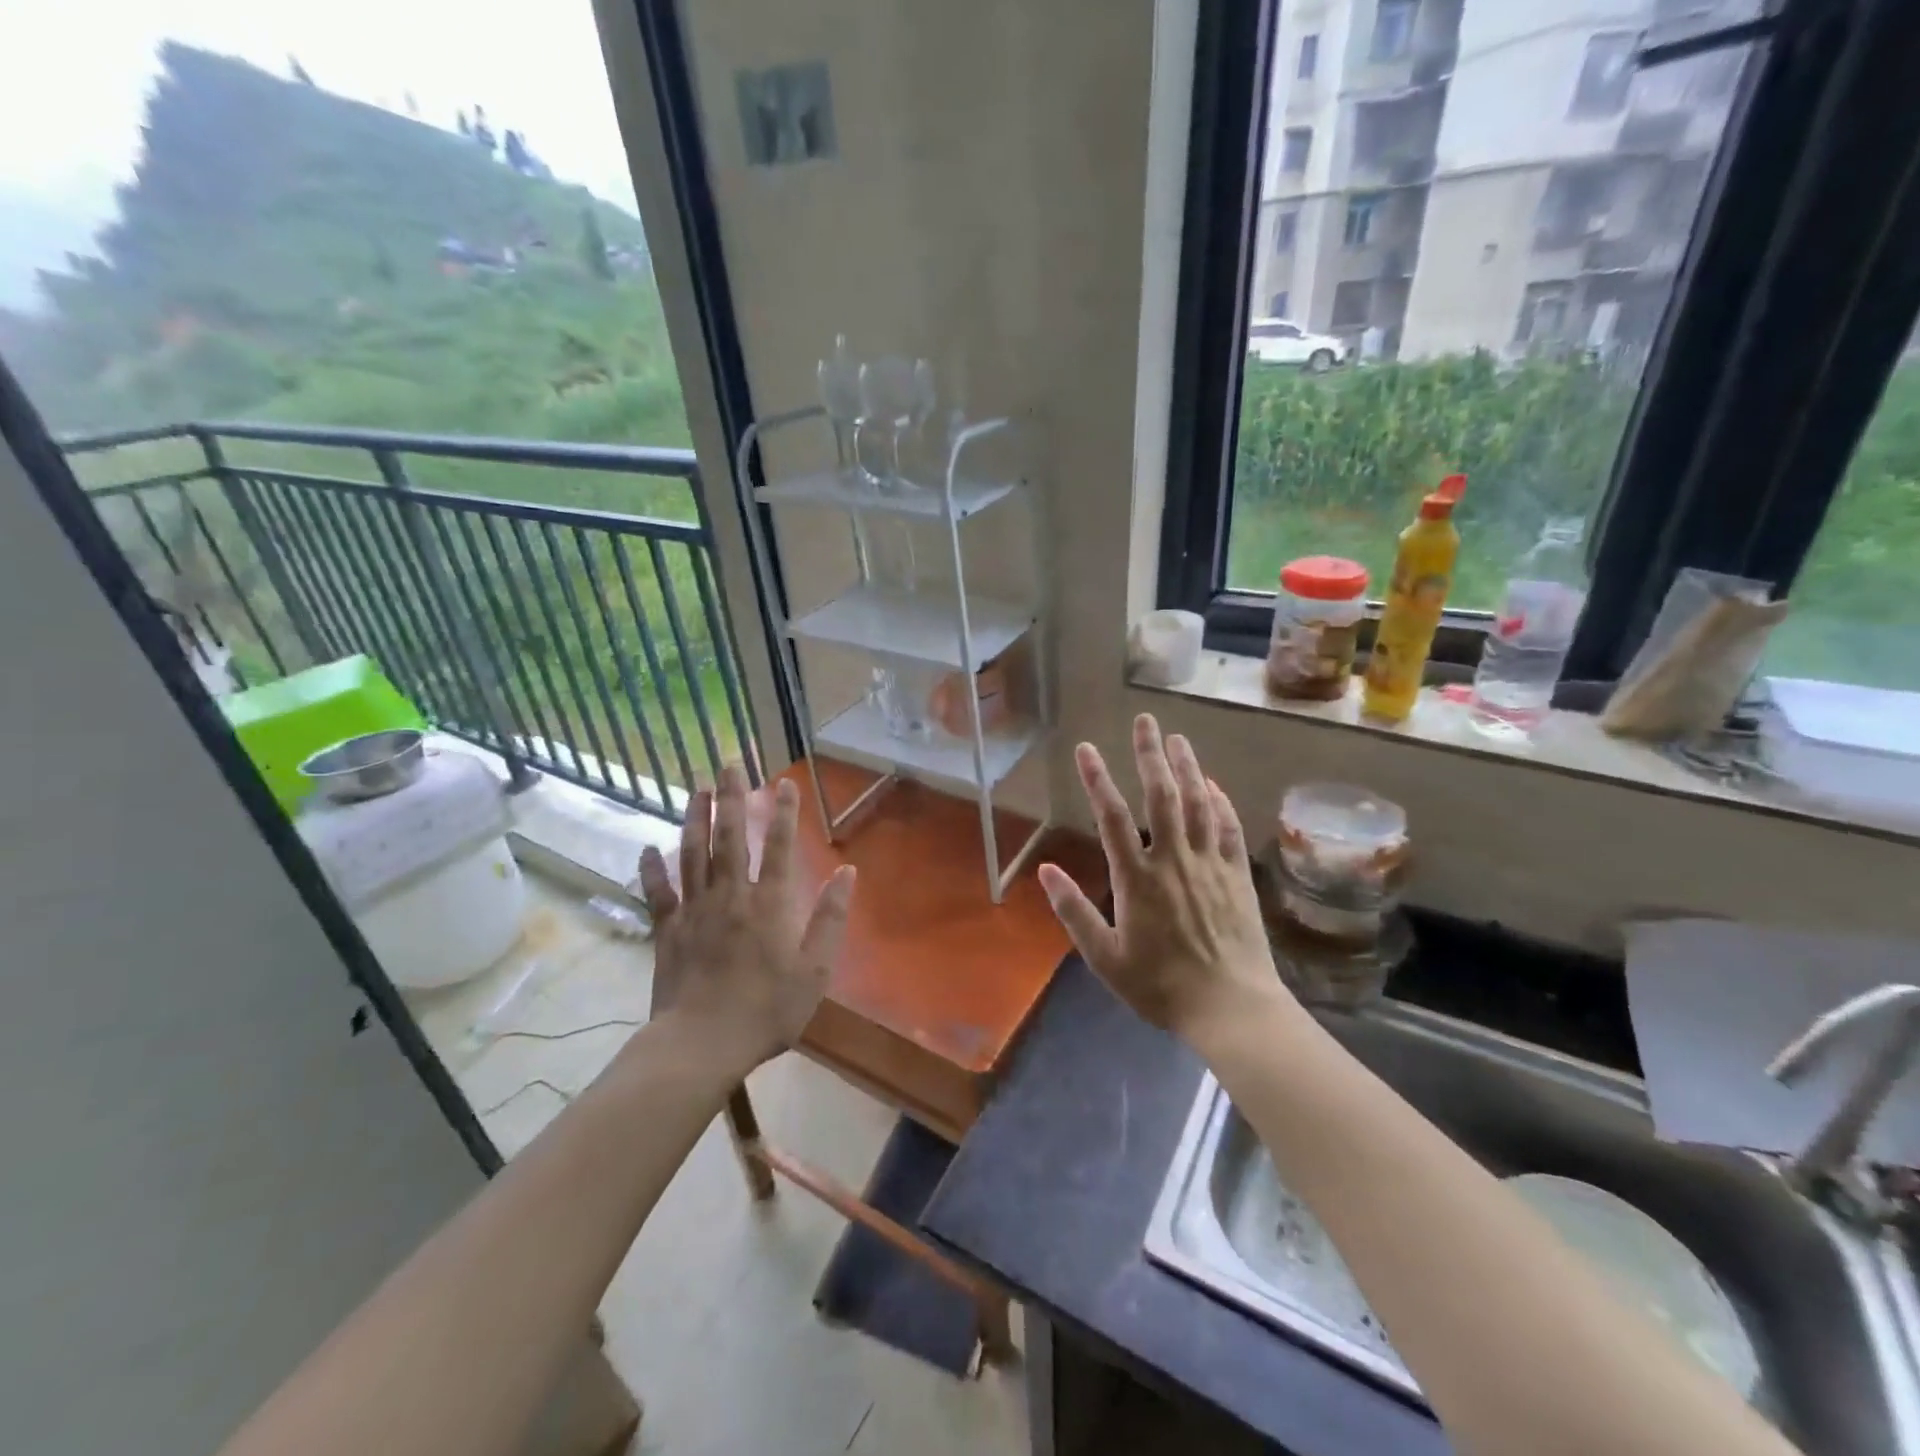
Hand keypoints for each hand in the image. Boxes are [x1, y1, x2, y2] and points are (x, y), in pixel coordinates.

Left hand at [636, 767, 855, 1076]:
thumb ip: (831, 919)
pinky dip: (650, 869)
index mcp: (770, 904)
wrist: (701, 1045)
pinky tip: (646, 848)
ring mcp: (695, 910)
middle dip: (732, 797)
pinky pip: (657, 892)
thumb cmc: (767, 1010)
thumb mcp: (815, 971)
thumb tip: (847, 873)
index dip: (784, 813)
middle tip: (729, 763)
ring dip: (695, 817)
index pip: (780, 847)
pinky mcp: (667, 930)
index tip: (783, 782)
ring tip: (697, 787)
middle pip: (731, 836)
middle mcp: (731, 895)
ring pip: (693, 853)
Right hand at [1038, 714, 1288, 1044]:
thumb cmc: (1160, 985)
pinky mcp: (1237, 875)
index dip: (1098, 779)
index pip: (1113, 817)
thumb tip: (1046, 869)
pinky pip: (1229, 828)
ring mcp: (1210, 864)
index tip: (1086, 748)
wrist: (1230, 1008)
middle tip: (1146, 721)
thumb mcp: (1104, 957)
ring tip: (1177, 738)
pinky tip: (1213, 785)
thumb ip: (1074, 911)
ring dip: (1188, 767)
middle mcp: (1174, 860)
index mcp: (1137, 878)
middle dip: (1151, 755)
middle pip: (1162, 796)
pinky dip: (1221, 802)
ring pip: (1199, 804)